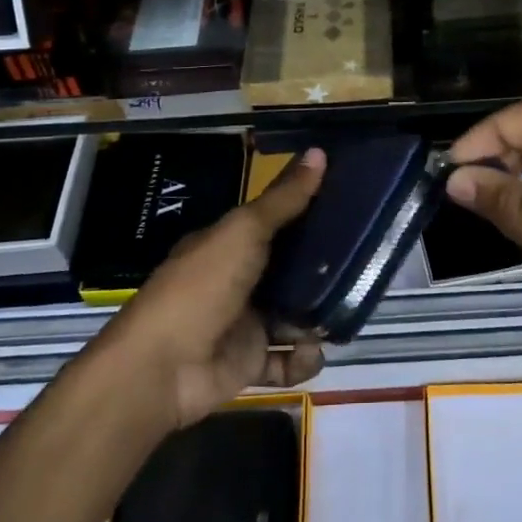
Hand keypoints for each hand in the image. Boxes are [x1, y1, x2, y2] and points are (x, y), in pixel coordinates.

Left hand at [98, 147, 327, 430]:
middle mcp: (237, 280)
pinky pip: (287, 360)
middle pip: (288, 269)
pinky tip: (311, 351)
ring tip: (342, 311)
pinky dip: (303, 359)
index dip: (306, 212)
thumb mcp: (244, 232)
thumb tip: (320, 151)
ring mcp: (243, 323)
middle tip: (360, 262)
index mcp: (228, 243)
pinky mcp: (249, 363)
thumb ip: (284, 199)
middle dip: (320, 268)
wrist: (162, 369)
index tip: (347, 204)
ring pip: (292, 315)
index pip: (274, 221)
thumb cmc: (202, 287)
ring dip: (317, 316)